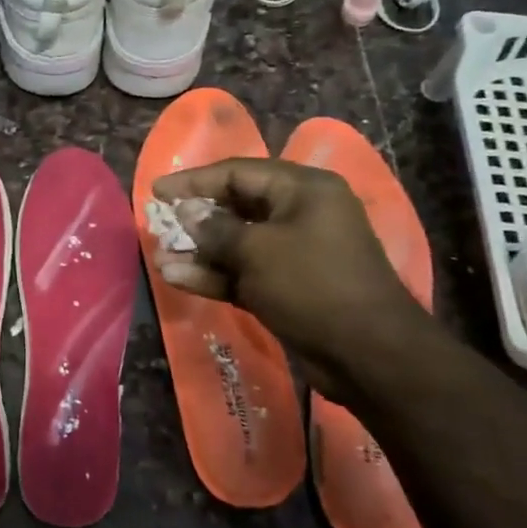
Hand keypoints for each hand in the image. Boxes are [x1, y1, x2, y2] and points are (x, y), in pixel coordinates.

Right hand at [153, 158, 433, 382]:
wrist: (368, 355)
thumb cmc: (312, 285)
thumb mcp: (257, 251)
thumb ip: (215, 229)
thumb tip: (187, 213)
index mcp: (303, 190)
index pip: (238, 172)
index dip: (195, 180)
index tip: (158, 192)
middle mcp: (300, 214)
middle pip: (237, 206)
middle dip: (196, 218)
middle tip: (159, 224)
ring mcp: (296, 253)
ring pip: (238, 244)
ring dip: (200, 252)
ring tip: (161, 258)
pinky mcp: (289, 287)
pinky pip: (245, 272)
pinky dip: (216, 275)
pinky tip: (178, 278)